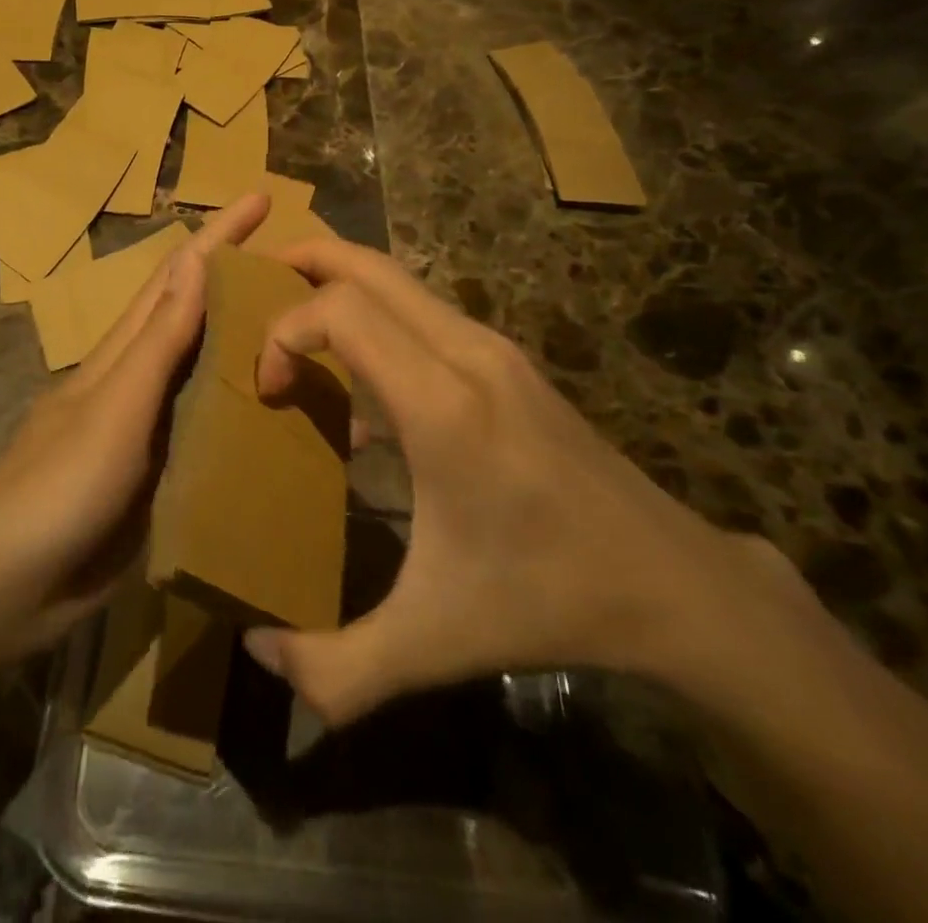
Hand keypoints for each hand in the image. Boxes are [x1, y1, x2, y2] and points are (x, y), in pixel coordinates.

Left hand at [0, 193, 271, 661]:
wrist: (8, 589)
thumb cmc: (57, 487)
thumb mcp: (113, 408)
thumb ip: (158, 341)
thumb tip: (195, 258)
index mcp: (124, 353)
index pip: (178, 278)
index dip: (219, 235)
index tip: (262, 197)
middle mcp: (140, 382)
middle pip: (199, 320)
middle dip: (245, 285)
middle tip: (308, 272)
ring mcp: (150, 431)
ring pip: (211, 376)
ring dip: (254, 351)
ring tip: (314, 340)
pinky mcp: (160, 478)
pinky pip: (213, 435)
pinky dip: (248, 419)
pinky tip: (286, 425)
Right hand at [243, 237, 769, 726]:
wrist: (673, 584)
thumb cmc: (546, 601)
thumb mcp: (431, 644)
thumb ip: (335, 667)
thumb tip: (256, 650)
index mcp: (442, 404)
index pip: (341, 311)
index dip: (285, 334)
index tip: (270, 390)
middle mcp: (467, 353)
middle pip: (368, 265)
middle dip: (303, 260)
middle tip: (254, 288)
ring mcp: (493, 348)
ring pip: (398, 278)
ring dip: (339, 284)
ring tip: (295, 326)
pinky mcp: (507, 359)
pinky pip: (421, 311)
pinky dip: (374, 316)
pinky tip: (361, 388)